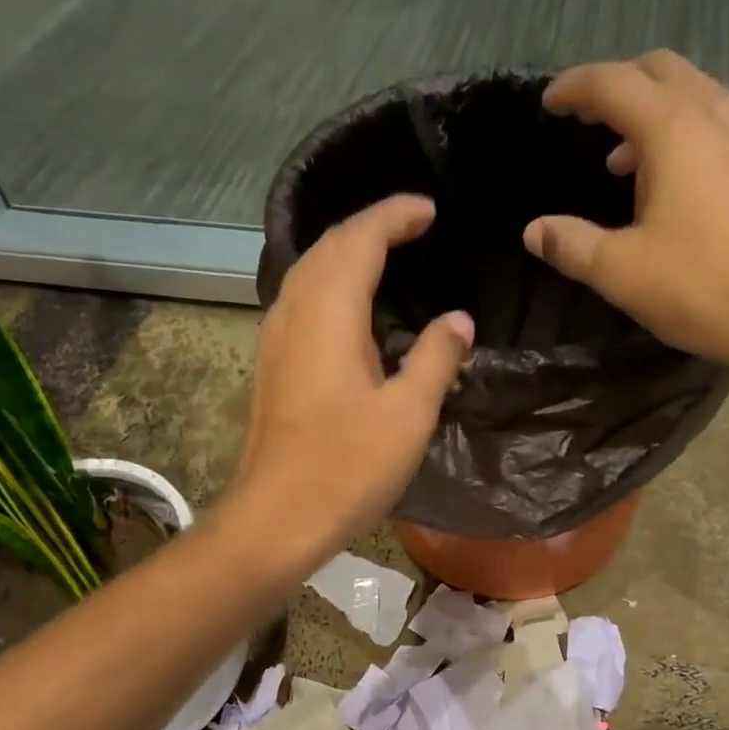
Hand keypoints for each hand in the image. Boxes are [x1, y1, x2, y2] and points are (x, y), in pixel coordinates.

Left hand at [232, 195, 473, 558]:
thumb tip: (457, 320)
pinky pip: (300, 304)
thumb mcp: (408, 414)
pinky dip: (330, 288)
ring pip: (307, 273)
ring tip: (385, 259)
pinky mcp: (270, 367)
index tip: (429, 211)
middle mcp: (293, 313)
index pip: (359, 238)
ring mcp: (274, 340)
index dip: (394, 216)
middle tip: (412, 228)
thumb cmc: (347, 467)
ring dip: (345, 255)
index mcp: (329, 313)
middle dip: (369, 228)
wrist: (277, 518)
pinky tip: (351, 314)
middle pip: (327, 247)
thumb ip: (437, 358)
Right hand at [524, 51, 728, 373]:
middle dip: (620, 86)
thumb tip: (535, 231)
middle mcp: (721, 115)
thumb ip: (572, 245)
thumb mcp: (622, 272)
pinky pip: (725, 126)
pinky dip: (690, 135)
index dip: (576, 87)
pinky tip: (680, 183)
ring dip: (657, 113)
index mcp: (676, 129)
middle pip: (663, 72)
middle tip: (588, 118)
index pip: (616, 84)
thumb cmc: (703, 287)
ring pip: (700, 96)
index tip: (549, 103)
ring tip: (626, 160)